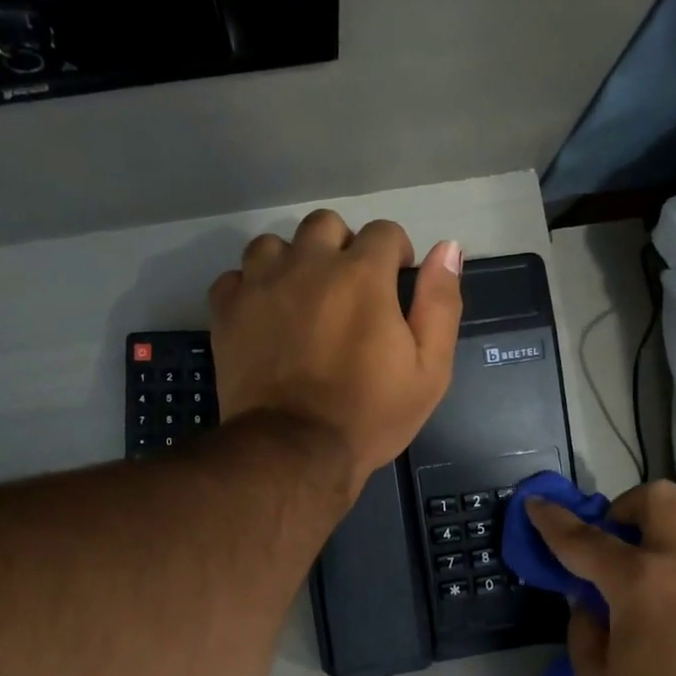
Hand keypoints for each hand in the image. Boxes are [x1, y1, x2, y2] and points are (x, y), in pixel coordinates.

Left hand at [208, 210, 463, 490]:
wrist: (295, 451)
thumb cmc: (370, 414)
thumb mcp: (429, 369)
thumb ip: (440, 304)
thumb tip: (448, 249)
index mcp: (362, 274)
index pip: (383, 232)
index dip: (395, 255)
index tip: (395, 285)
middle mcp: (308, 264)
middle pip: (325, 225)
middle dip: (343, 247)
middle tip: (349, 290)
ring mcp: (261, 284)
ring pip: (275, 244)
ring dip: (292, 262)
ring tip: (301, 298)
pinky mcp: (227, 310)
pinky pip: (236, 277)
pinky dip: (251, 289)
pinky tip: (264, 315)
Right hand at [525, 481, 675, 675]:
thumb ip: (583, 628)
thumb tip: (587, 600)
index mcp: (638, 582)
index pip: (583, 538)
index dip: (553, 519)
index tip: (537, 503)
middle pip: (657, 497)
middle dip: (626, 506)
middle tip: (616, 539)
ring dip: (667, 527)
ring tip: (656, 563)